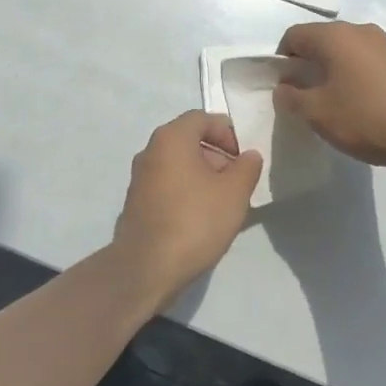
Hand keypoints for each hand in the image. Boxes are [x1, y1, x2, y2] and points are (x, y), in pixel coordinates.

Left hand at [111, 111, 262, 303]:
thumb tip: (249, 155)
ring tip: (224, 202)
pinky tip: (202, 217)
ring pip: (178, 164)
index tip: (244, 157)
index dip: (228, 132)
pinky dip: (187, 191)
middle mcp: (150, 150)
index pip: (202, 118)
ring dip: (203, 175)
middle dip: (217, 156)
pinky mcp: (137, 202)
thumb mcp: (234, 193)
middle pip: (189, 140)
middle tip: (238, 181)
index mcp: (171, 138)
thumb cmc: (194, 220)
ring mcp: (140, 178)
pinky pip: (168, 185)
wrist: (147, 267)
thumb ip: (247, 167)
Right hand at [275, 22, 385, 172]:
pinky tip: (366, 104)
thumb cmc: (368, 119)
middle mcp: (361, 31)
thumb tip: (284, 87)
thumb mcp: (318, 114)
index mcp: (335, 36)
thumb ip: (292, 98)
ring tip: (337, 102)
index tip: (284, 87)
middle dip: (308, 64)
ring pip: (348, 51)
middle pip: (322, 40)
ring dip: (335, 70)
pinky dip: (359, 76)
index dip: (281, 60)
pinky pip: (370, 62)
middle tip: (306, 97)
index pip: (294, 36)